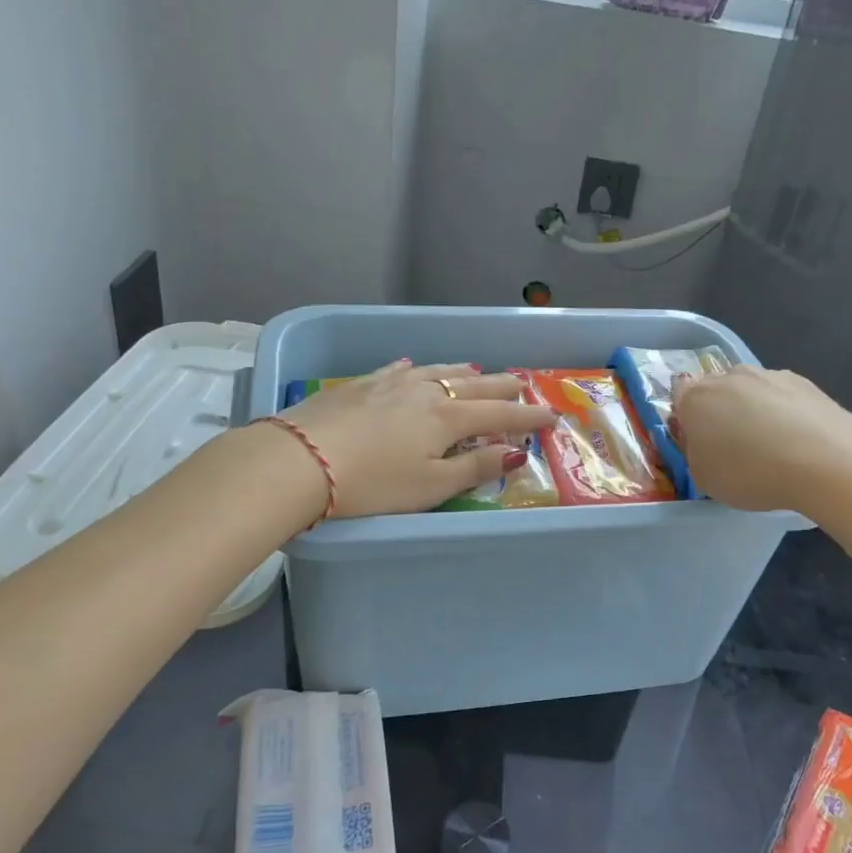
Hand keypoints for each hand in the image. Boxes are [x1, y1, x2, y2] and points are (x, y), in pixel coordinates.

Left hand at [275, 361, 555, 517]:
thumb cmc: (372, 483)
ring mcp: (390, 383)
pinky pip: (398, 370)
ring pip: (438, 371)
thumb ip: (475, 466)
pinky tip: (415, 367)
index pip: (499, 413)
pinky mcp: (360, 385)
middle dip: (502, 386)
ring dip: (464, 373)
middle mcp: (424, 392)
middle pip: (473, 385)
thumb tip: (516, 452)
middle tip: (524, 383)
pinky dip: (417, 369)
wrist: (300, 460)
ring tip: (479, 371)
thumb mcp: (431, 485)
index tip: (551, 416)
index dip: (527, 416)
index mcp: (447, 418)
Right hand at [672, 364, 851, 513]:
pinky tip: (797, 441)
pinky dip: (784, 412)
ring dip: (753, 410)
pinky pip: (781, 396)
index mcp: (696, 399)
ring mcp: (768, 375)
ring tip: (772, 446)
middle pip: (716, 389)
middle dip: (720, 411)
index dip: (686, 414)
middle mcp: (728, 377)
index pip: (678, 392)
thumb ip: (695, 453)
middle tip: (733, 446)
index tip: (698, 438)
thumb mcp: (704, 478)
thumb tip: (703, 440)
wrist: (826, 461)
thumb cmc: (751, 472)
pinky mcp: (803, 381)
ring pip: (750, 390)